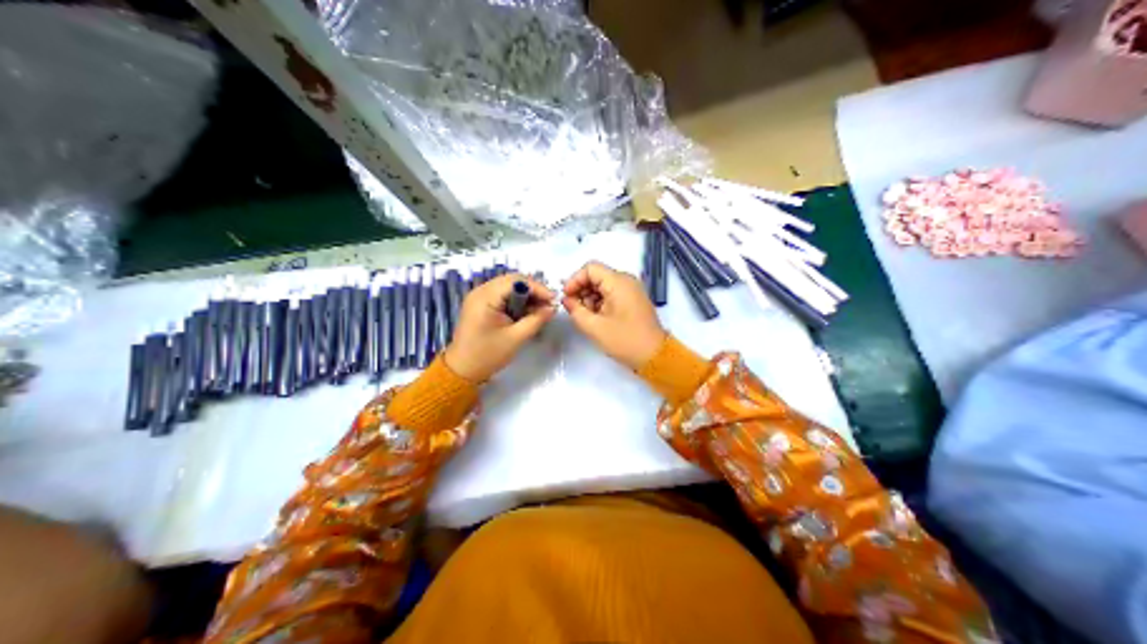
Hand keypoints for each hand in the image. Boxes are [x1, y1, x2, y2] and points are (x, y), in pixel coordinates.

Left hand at [443, 273, 556, 381]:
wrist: (463, 370)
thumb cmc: (488, 355)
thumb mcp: (516, 338)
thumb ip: (536, 320)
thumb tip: (552, 308)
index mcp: (485, 297)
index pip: (516, 281)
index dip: (537, 288)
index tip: (553, 300)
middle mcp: (480, 291)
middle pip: (512, 281)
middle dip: (532, 291)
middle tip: (548, 305)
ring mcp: (479, 297)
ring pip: (508, 287)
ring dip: (525, 296)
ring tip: (540, 310)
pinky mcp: (480, 305)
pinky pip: (502, 295)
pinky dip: (516, 301)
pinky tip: (526, 312)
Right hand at [564, 261, 667, 370]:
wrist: (654, 355)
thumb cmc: (625, 340)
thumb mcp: (594, 327)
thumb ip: (575, 310)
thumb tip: (566, 300)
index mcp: (618, 282)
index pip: (590, 268)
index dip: (574, 280)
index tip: (566, 297)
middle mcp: (626, 280)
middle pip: (597, 276)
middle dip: (582, 290)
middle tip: (574, 309)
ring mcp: (631, 290)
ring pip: (603, 285)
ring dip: (590, 298)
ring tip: (586, 317)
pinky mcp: (633, 300)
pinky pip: (612, 293)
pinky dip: (600, 303)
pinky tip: (596, 319)